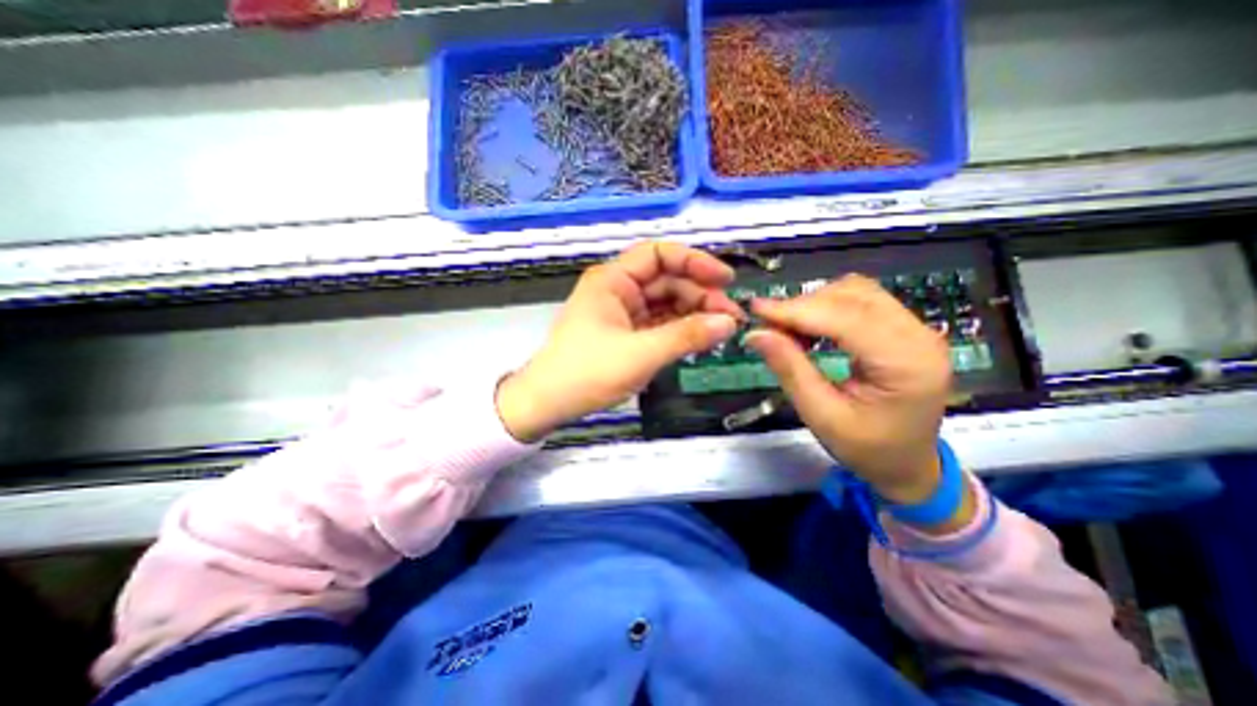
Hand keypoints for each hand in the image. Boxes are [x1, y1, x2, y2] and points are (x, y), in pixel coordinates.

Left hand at [493, 241, 744, 440]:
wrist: (548, 403)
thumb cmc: (587, 372)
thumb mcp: (641, 354)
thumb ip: (686, 336)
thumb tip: (730, 323)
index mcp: (613, 280)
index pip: (659, 254)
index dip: (695, 261)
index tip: (725, 280)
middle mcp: (618, 289)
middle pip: (667, 280)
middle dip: (700, 294)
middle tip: (731, 317)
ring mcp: (622, 312)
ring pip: (666, 303)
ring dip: (693, 313)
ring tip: (722, 330)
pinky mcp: (626, 333)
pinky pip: (659, 323)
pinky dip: (680, 329)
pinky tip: (700, 338)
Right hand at [744, 273, 953, 508]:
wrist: (909, 465)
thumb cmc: (867, 449)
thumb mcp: (822, 416)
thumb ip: (790, 370)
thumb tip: (755, 334)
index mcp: (906, 364)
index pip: (845, 318)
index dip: (796, 310)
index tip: (756, 309)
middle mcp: (919, 336)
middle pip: (853, 297)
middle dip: (802, 306)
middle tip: (767, 325)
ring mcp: (916, 329)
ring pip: (856, 292)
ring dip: (815, 303)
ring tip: (787, 327)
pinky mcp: (906, 328)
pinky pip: (862, 300)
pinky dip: (828, 306)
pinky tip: (809, 326)